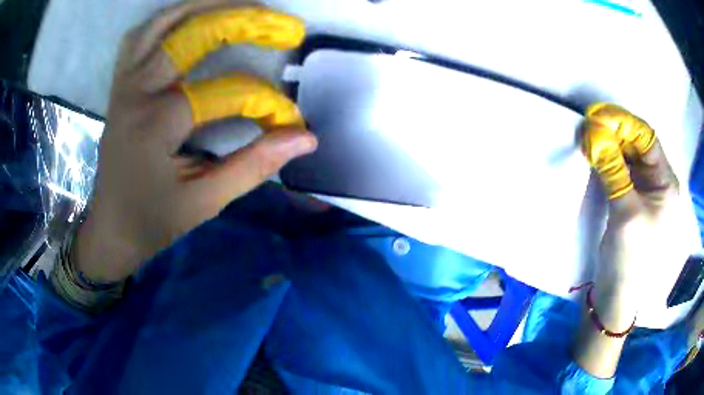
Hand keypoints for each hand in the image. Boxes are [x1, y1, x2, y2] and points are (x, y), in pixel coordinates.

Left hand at [74, 1, 317, 282]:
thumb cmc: (152, 221)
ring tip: (243, 8)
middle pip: (195, 32)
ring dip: (206, 7)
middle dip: (246, 22)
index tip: (291, 121)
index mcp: (157, 123)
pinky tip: (192, 20)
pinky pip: (141, 36)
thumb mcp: (204, 202)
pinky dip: (170, 20)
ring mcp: (125, 83)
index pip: (226, 92)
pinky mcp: (120, 85)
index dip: (266, 102)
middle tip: (285, 27)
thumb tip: (305, 138)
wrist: (111, 229)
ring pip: (164, 22)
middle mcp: (138, 91)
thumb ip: (253, 165)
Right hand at [574, 103, 681, 377]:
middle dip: (615, 132)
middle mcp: (658, 182)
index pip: (648, 140)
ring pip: (627, 155)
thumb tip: (595, 135)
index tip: (598, 116)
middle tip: (589, 125)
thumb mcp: (626, 214)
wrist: (616, 295)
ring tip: (588, 137)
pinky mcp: (630, 197)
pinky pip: (620, 169)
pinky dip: (607, 160)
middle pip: (638, 145)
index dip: (625, 124)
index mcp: (666, 184)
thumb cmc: (630, 259)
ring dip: (609, 144)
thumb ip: (614, 172)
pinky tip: (594, 154)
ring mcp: (644, 190)